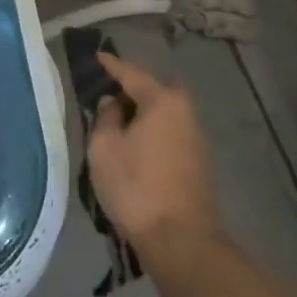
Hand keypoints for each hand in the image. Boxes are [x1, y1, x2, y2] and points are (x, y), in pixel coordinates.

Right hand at [86, 52, 221, 257]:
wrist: (181, 240)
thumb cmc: (136, 187)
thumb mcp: (104, 149)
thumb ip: (105, 118)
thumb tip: (113, 103)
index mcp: (162, 100)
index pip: (132, 73)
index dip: (112, 65)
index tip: (98, 56)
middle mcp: (185, 111)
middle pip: (157, 89)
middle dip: (135, 88)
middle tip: (111, 94)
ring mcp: (196, 137)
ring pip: (166, 112)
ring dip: (145, 112)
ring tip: (119, 122)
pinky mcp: (199, 161)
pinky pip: (171, 132)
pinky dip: (154, 130)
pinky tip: (138, 145)